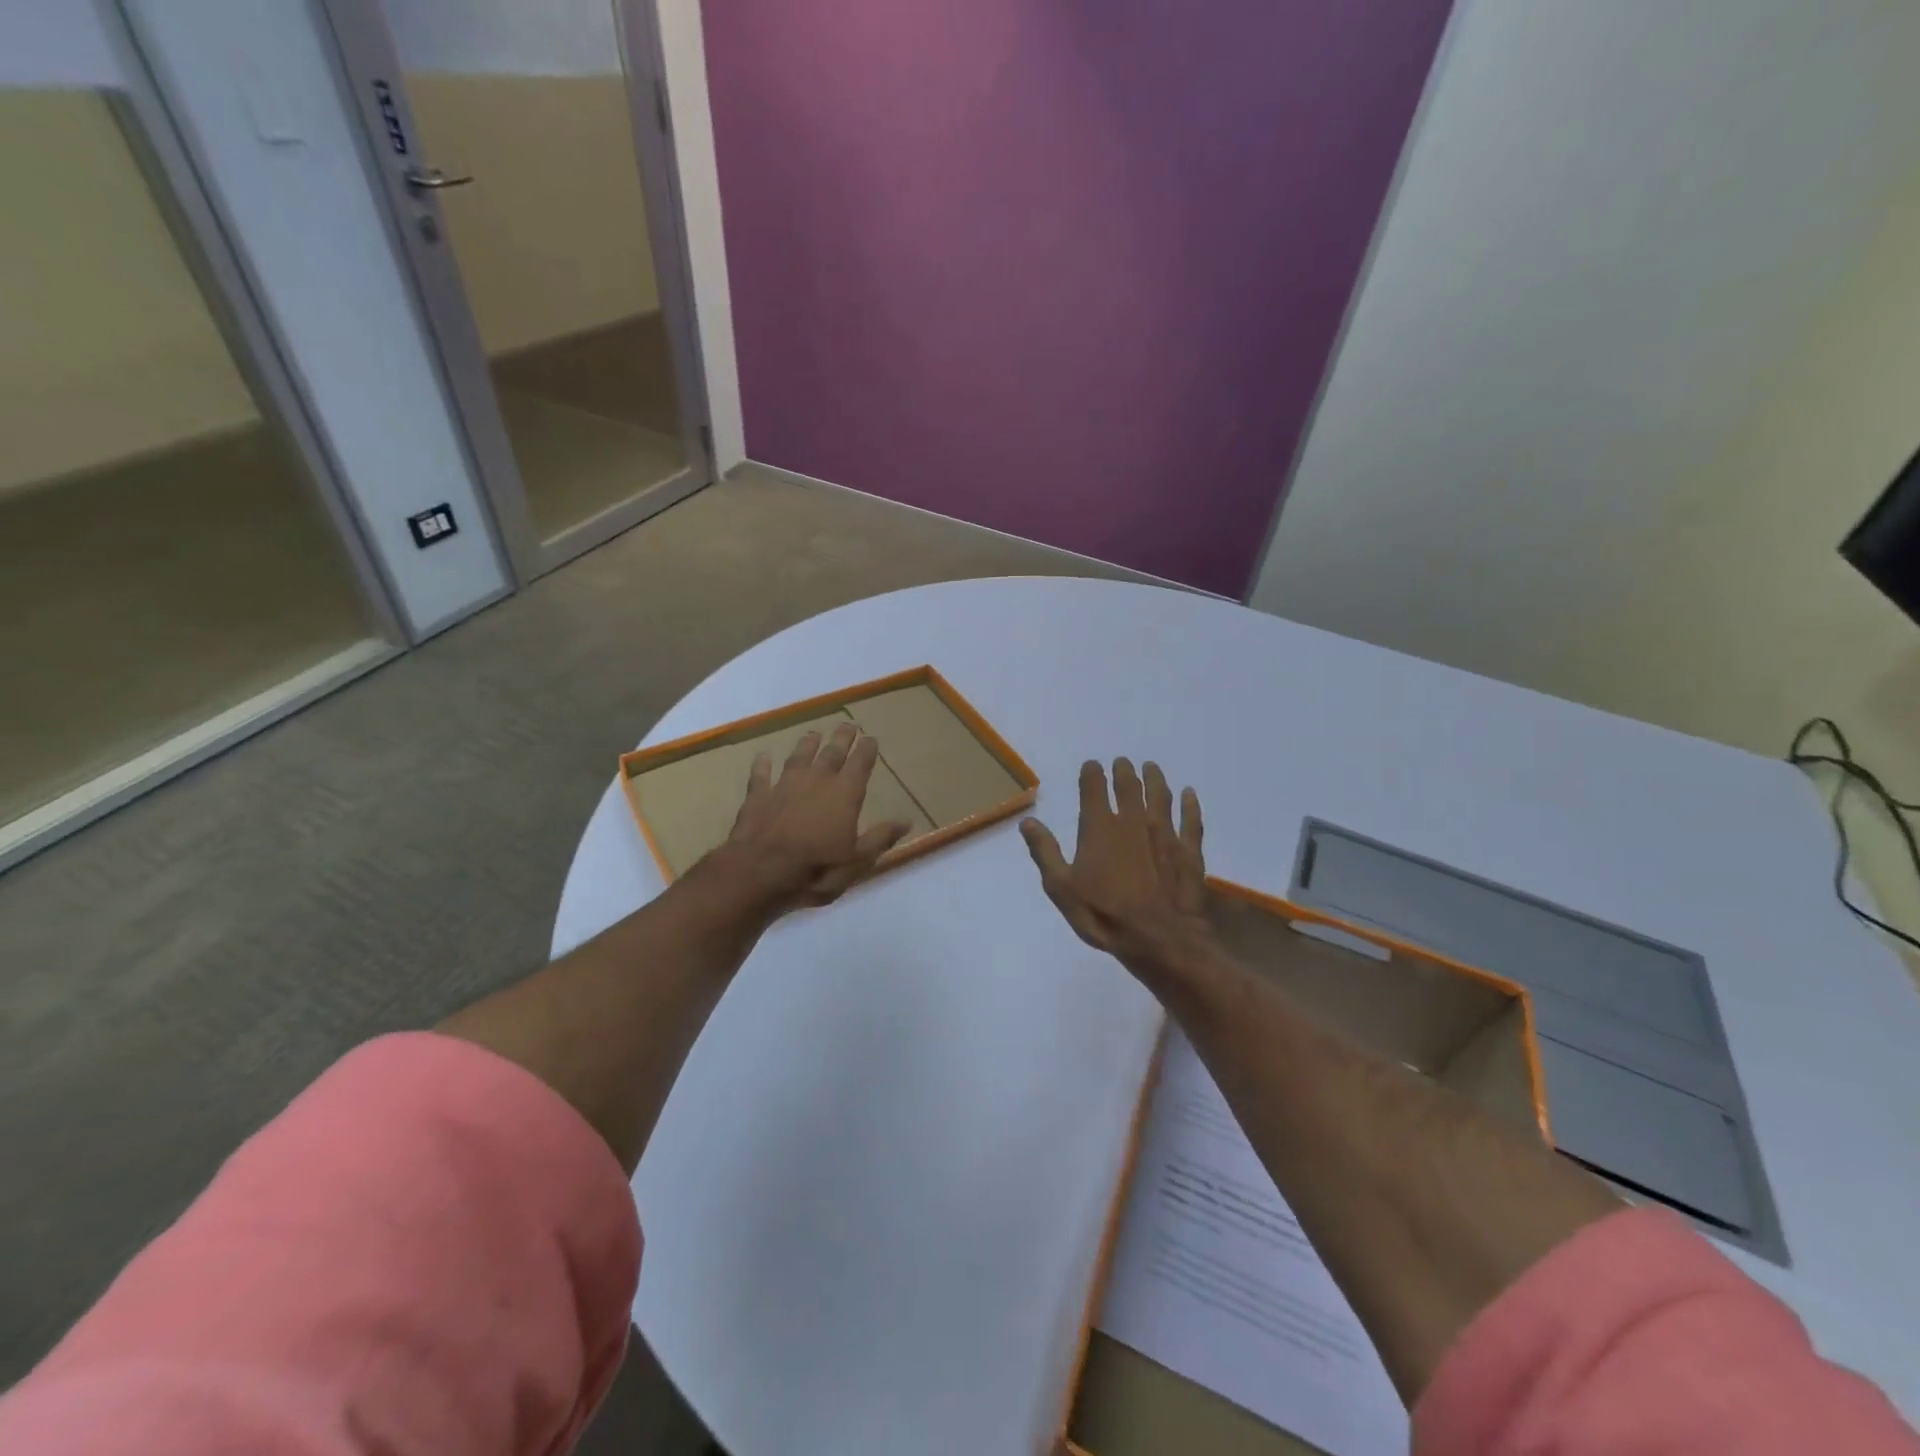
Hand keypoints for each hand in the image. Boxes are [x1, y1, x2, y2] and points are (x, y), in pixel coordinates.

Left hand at [709, 722, 911, 913]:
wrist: (759, 872)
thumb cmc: (816, 869)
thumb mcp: (857, 860)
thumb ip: (880, 838)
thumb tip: (907, 821)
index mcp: (845, 794)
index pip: (860, 764)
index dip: (867, 749)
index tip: (871, 737)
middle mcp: (817, 781)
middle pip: (832, 752)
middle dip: (842, 738)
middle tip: (848, 725)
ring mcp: (784, 785)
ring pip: (799, 757)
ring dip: (807, 744)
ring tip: (813, 733)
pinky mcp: (758, 795)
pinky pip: (761, 774)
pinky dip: (762, 764)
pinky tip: (763, 756)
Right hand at [1021, 758, 1212, 982]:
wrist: (1158, 939)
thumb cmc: (1103, 915)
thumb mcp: (1061, 888)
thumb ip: (1045, 852)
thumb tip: (1028, 822)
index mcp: (1099, 827)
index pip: (1093, 787)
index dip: (1092, 773)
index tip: (1092, 765)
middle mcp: (1133, 821)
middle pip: (1129, 786)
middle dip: (1124, 771)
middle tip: (1123, 763)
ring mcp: (1165, 833)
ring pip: (1161, 796)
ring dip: (1155, 778)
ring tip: (1151, 768)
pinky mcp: (1189, 851)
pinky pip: (1191, 820)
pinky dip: (1190, 805)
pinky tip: (1189, 794)